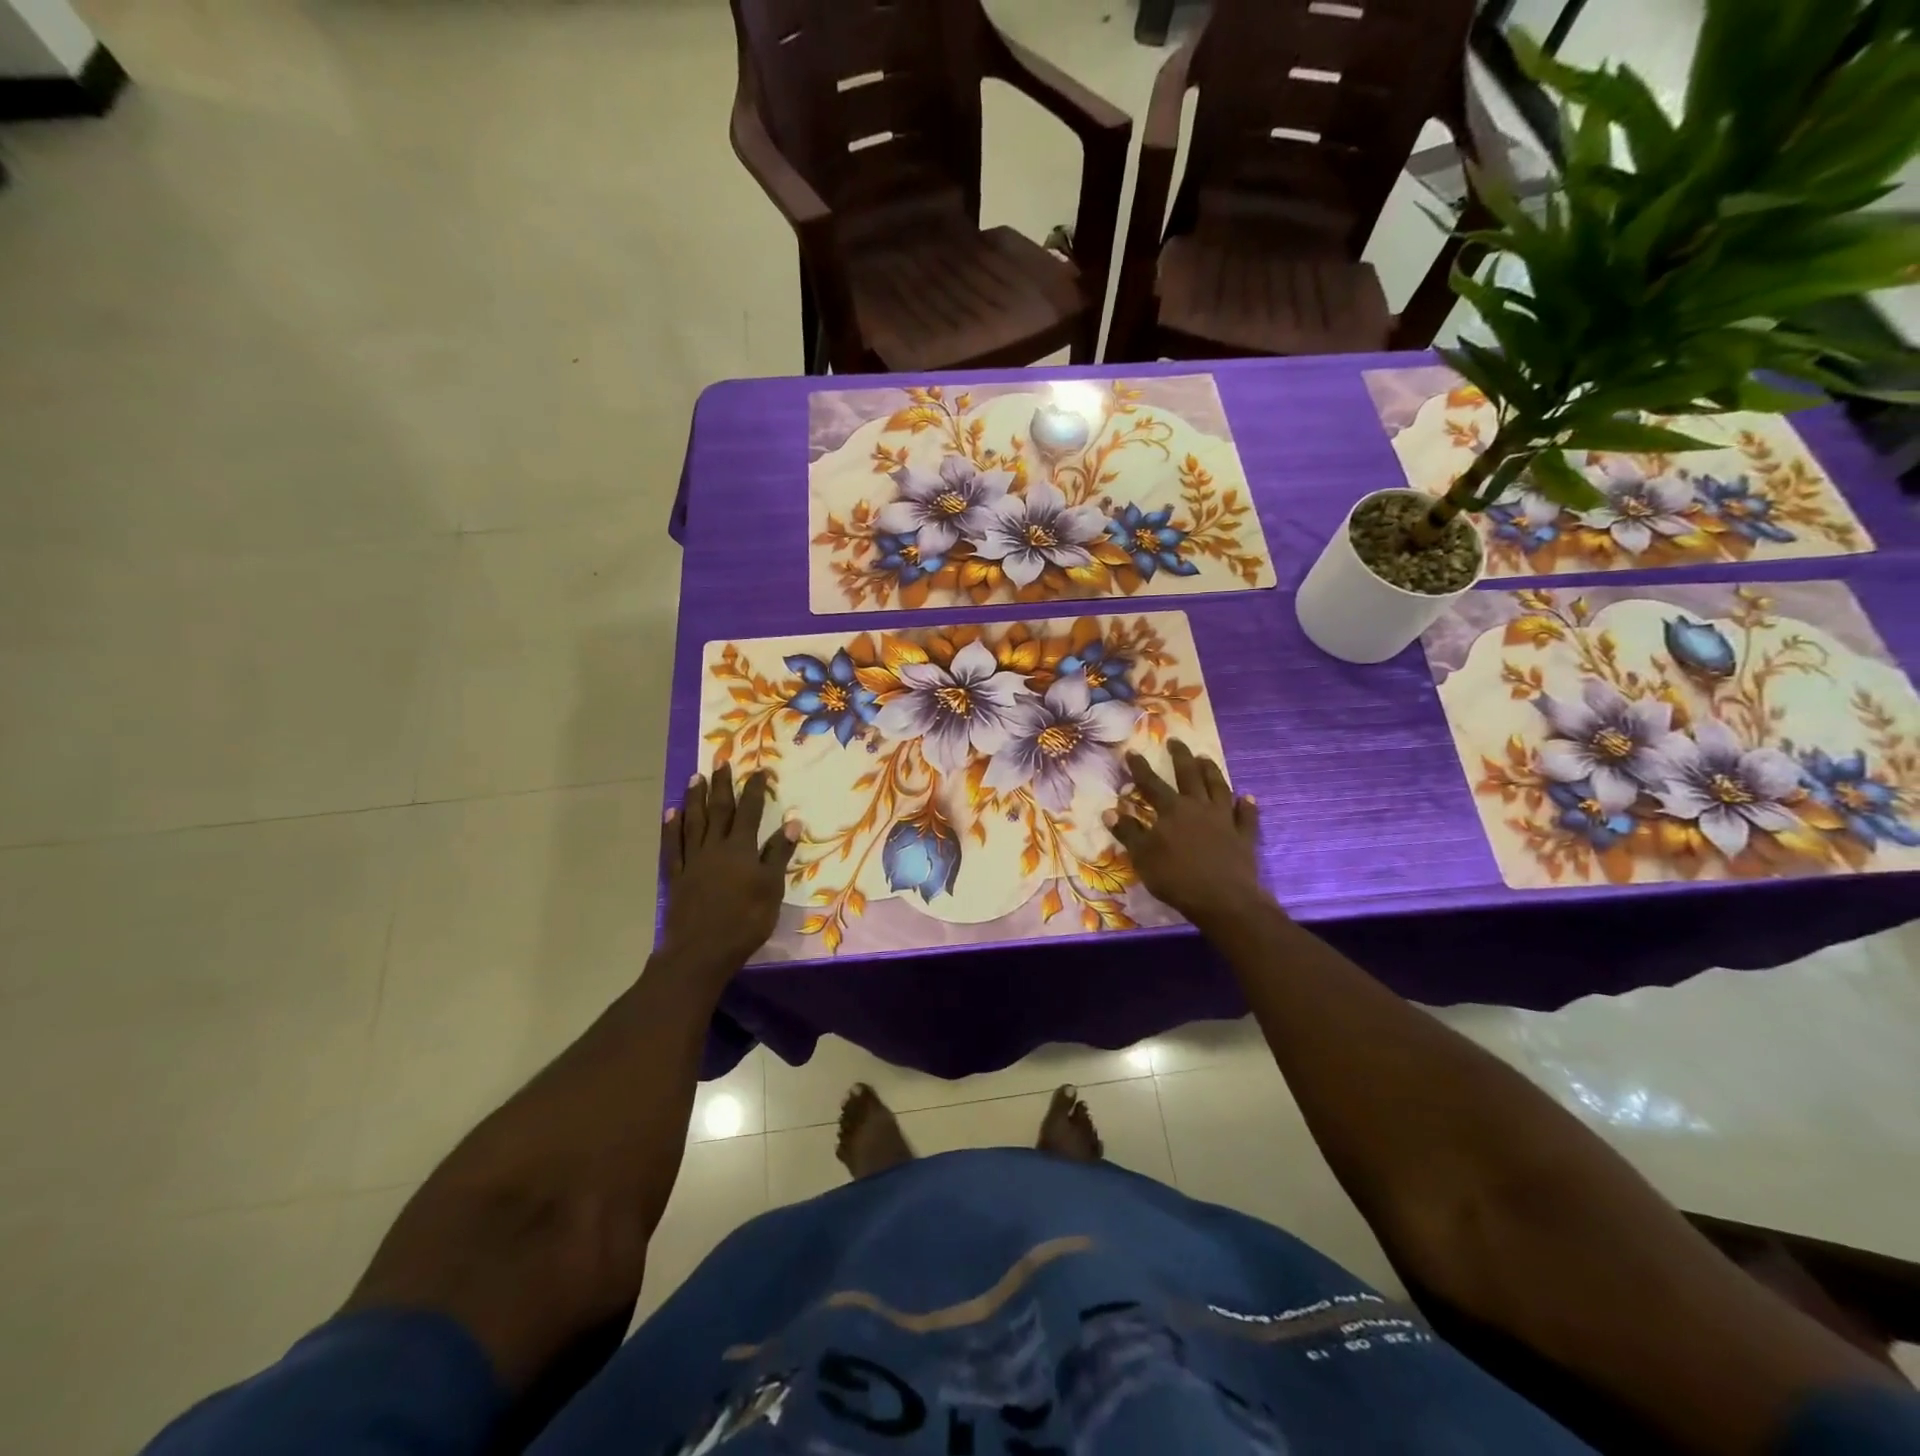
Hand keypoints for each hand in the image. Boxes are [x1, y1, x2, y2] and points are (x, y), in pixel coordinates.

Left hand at [660, 766, 799, 972]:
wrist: (701, 952)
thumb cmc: (745, 921)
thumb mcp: (771, 888)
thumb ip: (779, 853)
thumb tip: (793, 820)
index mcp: (741, 849)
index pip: (750, 812)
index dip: (755, 791)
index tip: (759, 770)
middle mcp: (715, 848)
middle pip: (719, 811)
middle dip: (722, 785)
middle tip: (721, 761)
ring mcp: (693, 861)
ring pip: (693, 822)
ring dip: (695, 799)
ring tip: (695, 778)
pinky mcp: (677, 877)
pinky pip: (673, 846)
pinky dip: (671, 828)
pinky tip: (672, 813)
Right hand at [1107, 741, 1264, 927]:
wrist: (1223, 900)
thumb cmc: (1176, 878)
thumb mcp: (1143, 857)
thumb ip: (1128, 833)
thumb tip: (1110, 811)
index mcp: (1172, 811)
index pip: (1151, 784)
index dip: (1140, 768)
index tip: (1132, 751)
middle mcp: (1199, 807)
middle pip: (1189, 776)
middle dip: (1180, 757)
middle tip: (1176, 741)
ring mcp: (1224, 820)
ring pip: (1219, 788)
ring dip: (1212, 772)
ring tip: (1206, 758)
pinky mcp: (1244, 837)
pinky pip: (1246, 816)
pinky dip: (1246, 806)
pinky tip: (1247, 797)